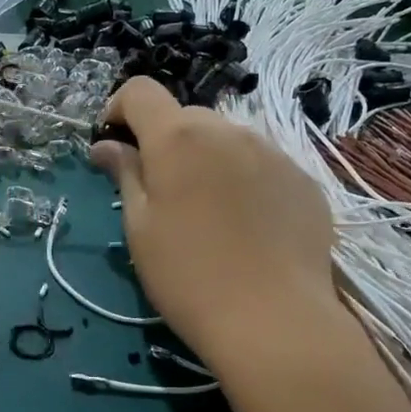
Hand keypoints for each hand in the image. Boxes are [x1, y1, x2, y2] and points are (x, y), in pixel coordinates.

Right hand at [90, 78, 337, 361]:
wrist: (273, 320)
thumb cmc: (188, 276)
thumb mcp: (140, 228)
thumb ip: (125, 175)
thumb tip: (107, 146)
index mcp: (178, 137)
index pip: (140, 91)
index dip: (119, 109)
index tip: (114, 147)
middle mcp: (229, 130)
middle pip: (186, 118)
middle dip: (165, 143)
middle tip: (161, 194)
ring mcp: (273, 152)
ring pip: (227, 142)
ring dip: (208, 161)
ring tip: (209, 215)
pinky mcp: (303, 180)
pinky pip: (262, 166)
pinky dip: (245, 182)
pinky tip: (247, 228)